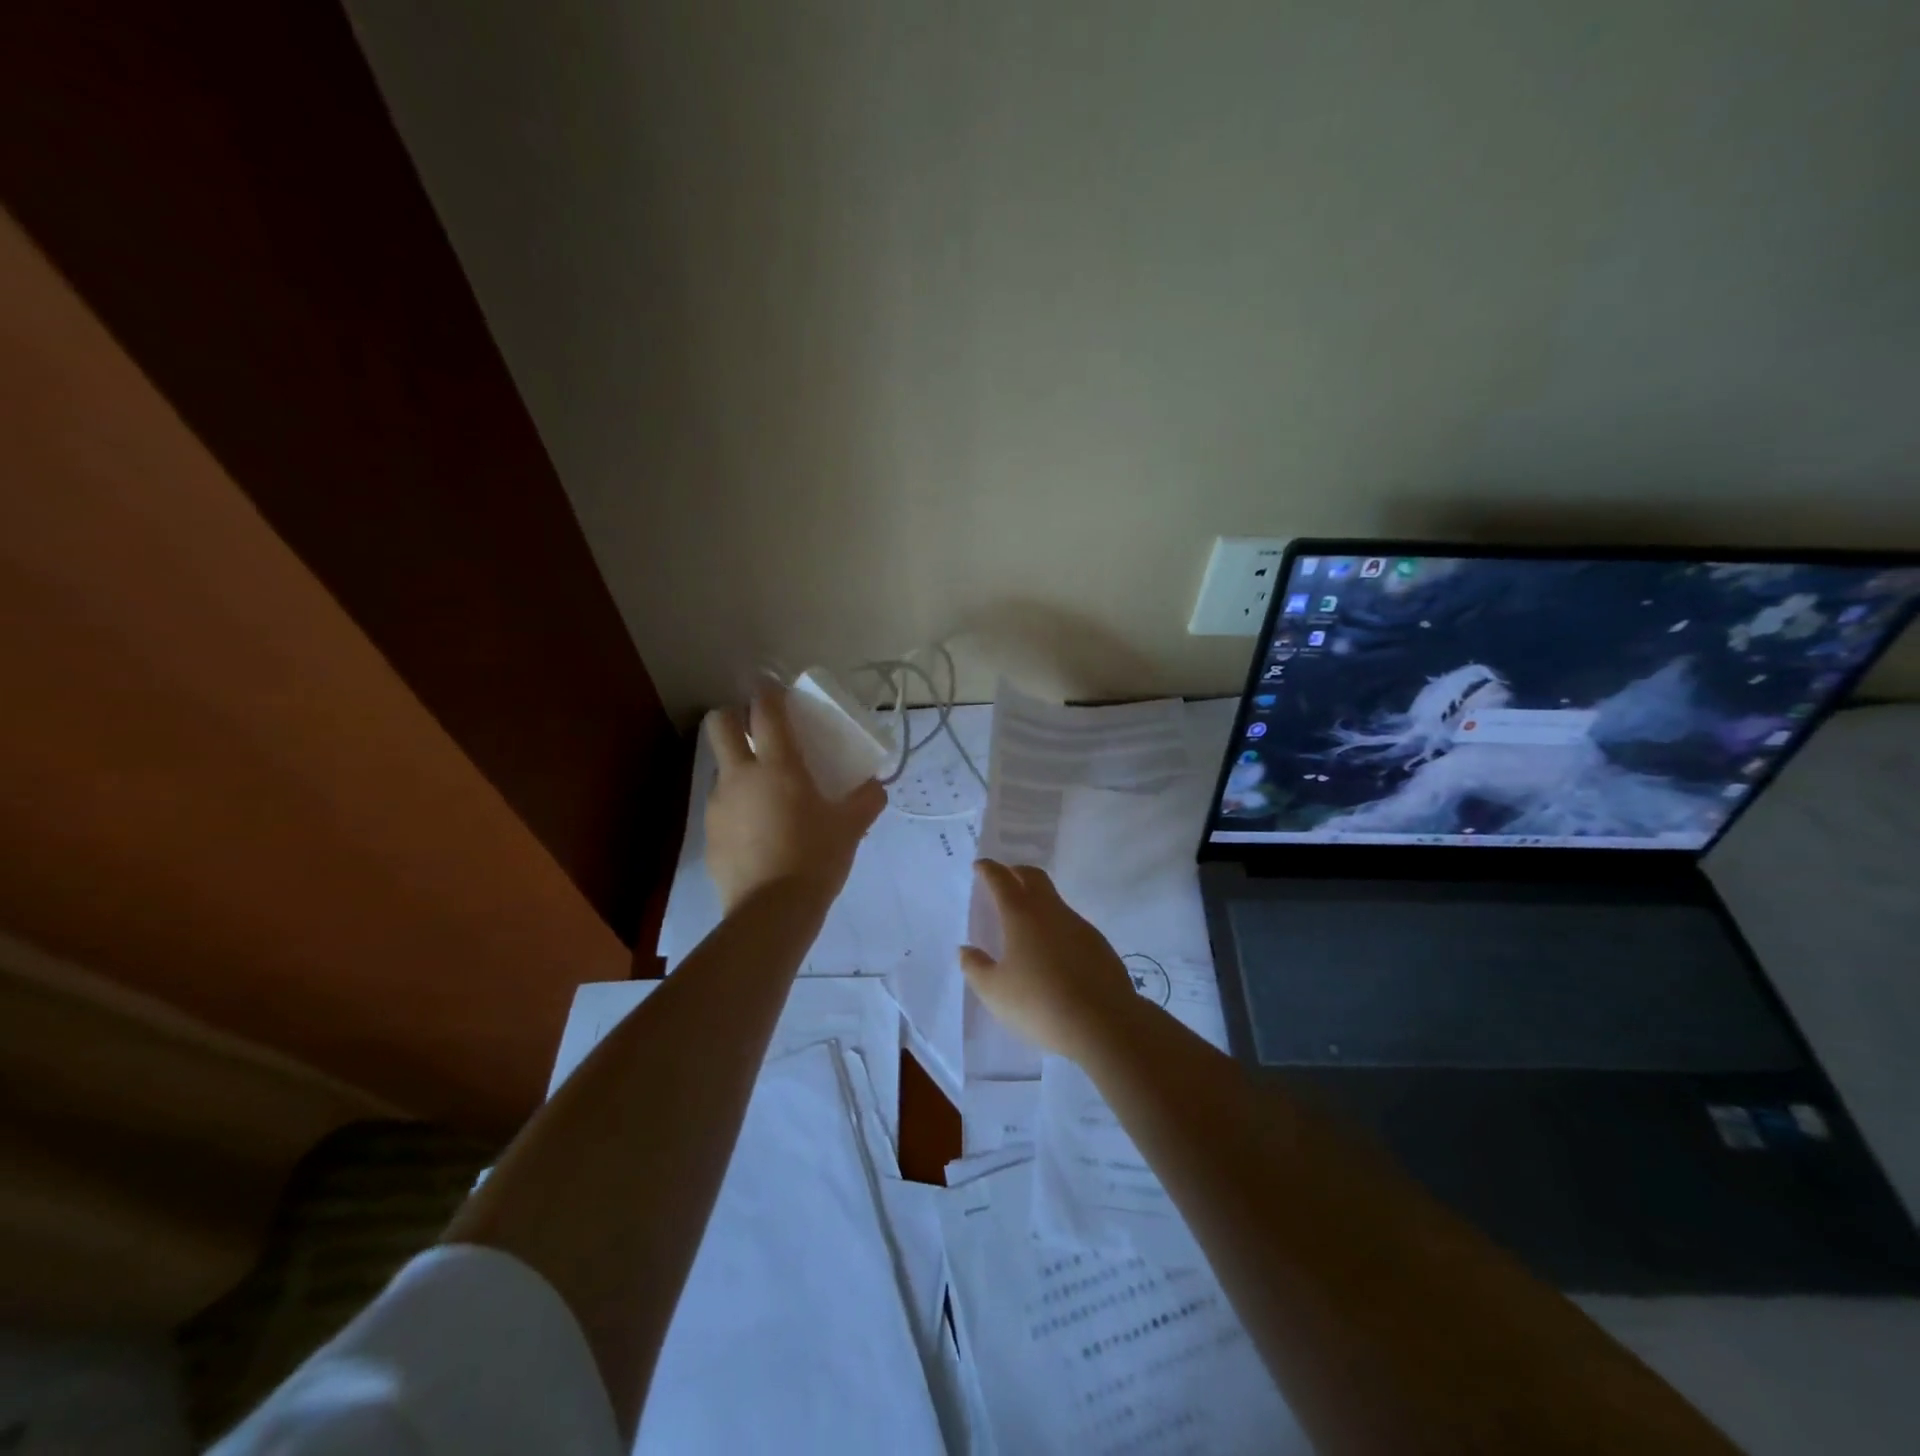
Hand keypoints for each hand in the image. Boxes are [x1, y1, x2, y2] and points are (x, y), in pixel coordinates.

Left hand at [703, 688, 885, 912]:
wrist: (771, 912)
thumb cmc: (816, 858)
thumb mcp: (851, 827)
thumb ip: (866, 800)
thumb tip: (875, 786)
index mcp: (778, 766)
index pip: (765, 710)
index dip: (767, 691)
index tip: (773, 688)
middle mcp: (740, 776)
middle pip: (718, 724)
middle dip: (732, 717)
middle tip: (755, 732)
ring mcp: (719, 804)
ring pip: (720, 768)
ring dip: (738, 767)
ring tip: (765, 795)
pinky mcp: (709, 834)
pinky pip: (722, 807)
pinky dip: (737, 807)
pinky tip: (758, 832)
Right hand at [959, 860, 1142, 1060]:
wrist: (1103, 1023)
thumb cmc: (1039, 1003)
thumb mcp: (995, 991)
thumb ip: (976, 967)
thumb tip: (966, 950)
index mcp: (1021, 915)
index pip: (1002, 880)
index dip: (989, 870)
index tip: (980, 865)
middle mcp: (1051, 911)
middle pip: (1034, 877)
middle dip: (1016, 872)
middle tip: (1004, 878)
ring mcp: (1079, 925)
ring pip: (1054, 900)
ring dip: (1037, 900)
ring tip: (1025, 922)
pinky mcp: (1098, 944)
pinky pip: (1070, 924)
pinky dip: (1055, 926)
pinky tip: (1052, 951)